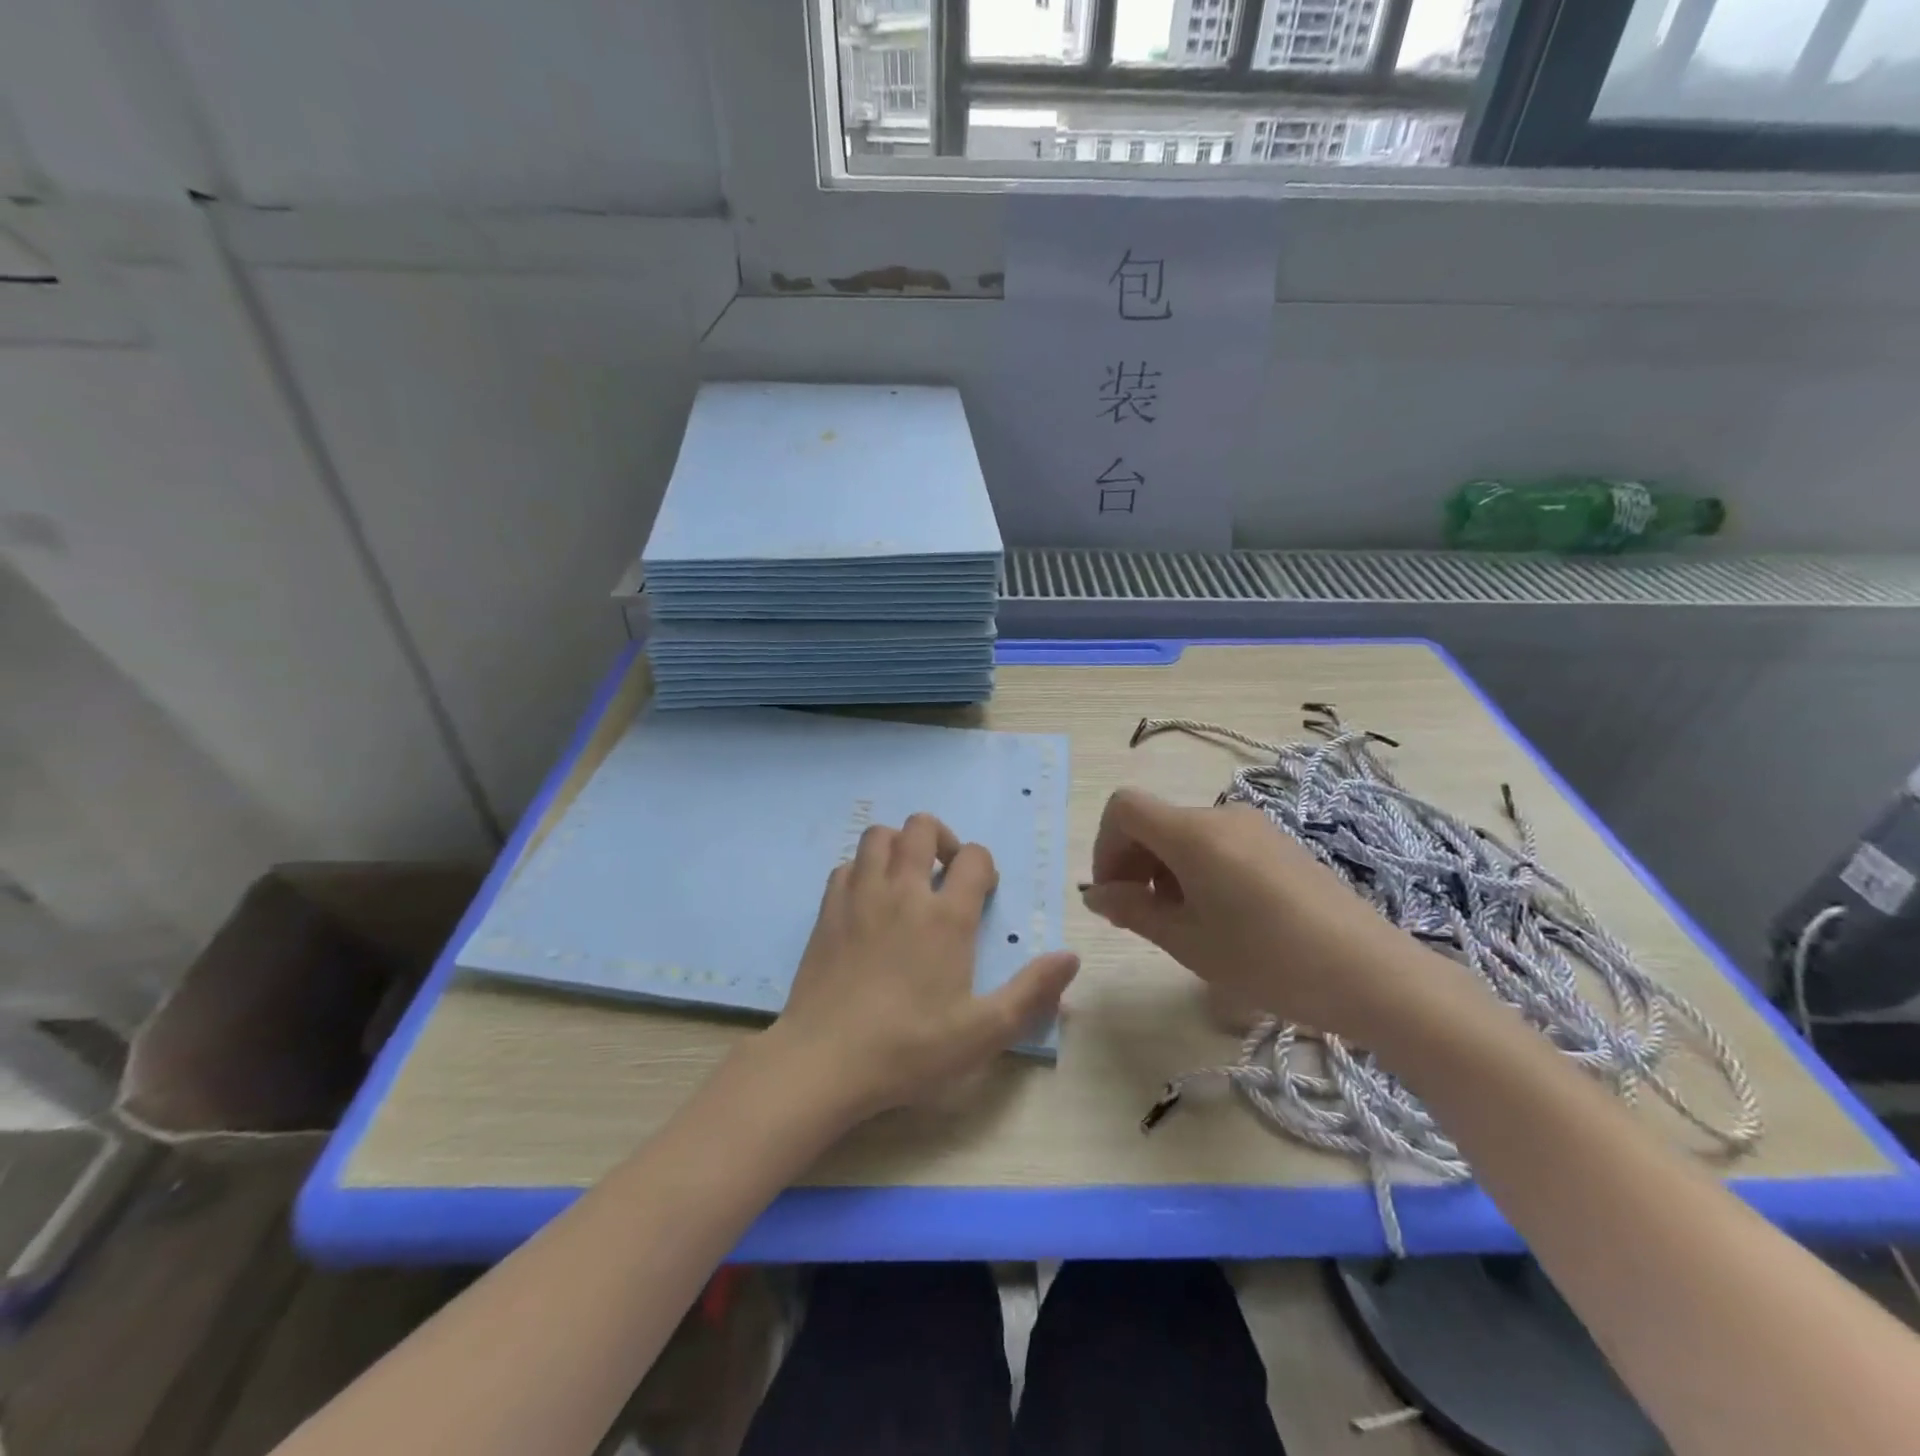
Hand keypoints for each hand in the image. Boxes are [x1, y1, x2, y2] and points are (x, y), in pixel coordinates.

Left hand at [762, 813, 1079, 1120]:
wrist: (825, 1060)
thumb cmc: (910, 1047)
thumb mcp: (983, 1032)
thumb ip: (1031, 992)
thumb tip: (1071, 957)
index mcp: (946, 916)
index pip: (974, 857)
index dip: (984, 866)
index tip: (982, 893)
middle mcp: (903, 891)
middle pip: (922, 827)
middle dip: (941, 839)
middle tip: (945, 874)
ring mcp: (860, 895)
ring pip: (879, 835)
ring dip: (898, 845)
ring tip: (906, 878)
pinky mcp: (827, 909)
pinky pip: (846, 864)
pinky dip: (862, 870)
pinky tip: (868, 901)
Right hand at [1080, 788, 1414, 1038]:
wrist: (1371, 974)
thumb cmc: (1268, 960)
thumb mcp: (1188, 942)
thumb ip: (1132, 911)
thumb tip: (1096, 894)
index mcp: (1193, 832)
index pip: (1124, 808)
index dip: (1105, 846)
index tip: (1115, 894)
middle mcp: (1221, 815)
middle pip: (1155, 821)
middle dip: (1133, 863)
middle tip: (1140, 918)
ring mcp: (1255, 826)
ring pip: (1185, 834)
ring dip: (1165, 870)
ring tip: (1184, 924)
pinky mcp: (1279, 843)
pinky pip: (1218, 843)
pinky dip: (1198, 869)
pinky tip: (1220, 916)